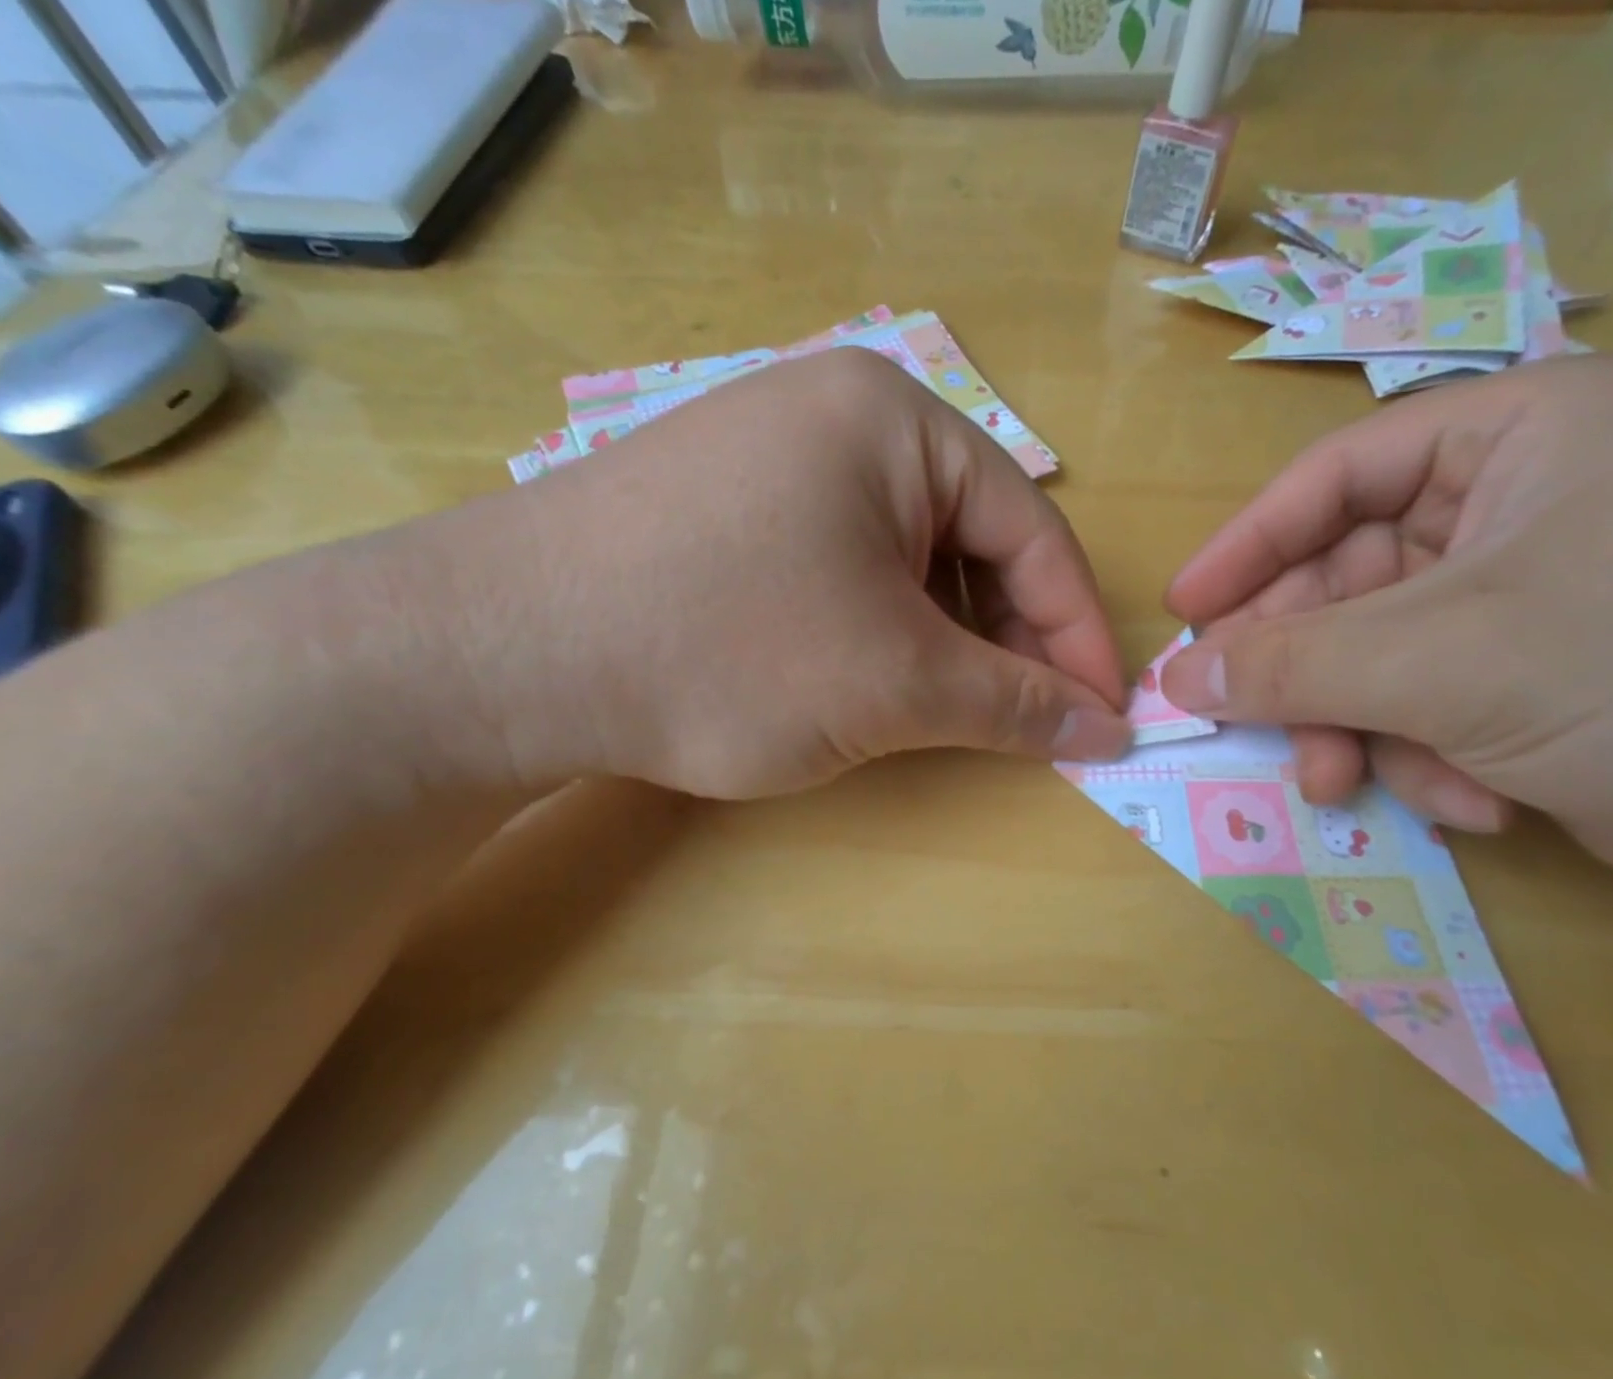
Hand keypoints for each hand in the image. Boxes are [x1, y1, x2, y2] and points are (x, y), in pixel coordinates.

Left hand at [376, 349, 1131, 799]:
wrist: (504, 659)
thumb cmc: (725, 651)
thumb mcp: (894, 683)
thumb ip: (1014, 704)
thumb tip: (1109, 728)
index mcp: (896, 420)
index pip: (1032, 532)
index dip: (1077, 633)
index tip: (1106, 715)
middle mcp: (840, 417)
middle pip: (972, 541)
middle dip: (1008, 640)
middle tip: (1028, 725)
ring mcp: (777, 459)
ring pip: (908, 561)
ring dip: (944, 640)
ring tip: (950, 711)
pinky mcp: (732, 511)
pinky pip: (846, 567)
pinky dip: (880, 629)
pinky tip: (871, 678)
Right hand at [1157, 355, 1612, 949]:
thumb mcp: (1450, 660)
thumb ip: (1293, 665)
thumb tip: (1177, 676)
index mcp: (1515, 436)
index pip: (1333, 478)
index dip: (1246, 547)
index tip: (1183, 612)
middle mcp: (1517, 504)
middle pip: (1345, 583)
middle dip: (1305, 670)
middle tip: (1255, 729)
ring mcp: (1527, 596)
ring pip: (1375, 657)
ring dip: (1358, 727)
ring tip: (1353, 782)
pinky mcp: (1537, 676)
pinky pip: (1427, 705)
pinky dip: (1427, 756)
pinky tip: (1472, 799)